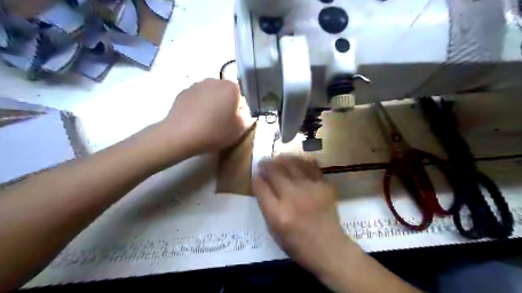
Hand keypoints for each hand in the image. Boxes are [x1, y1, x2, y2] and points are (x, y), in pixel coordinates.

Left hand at [162, 77, 254, 155]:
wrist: (180, 135)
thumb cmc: (214, 131)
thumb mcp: (239, 130)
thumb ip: (248, 119)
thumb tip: (246, 113)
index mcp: (230, 87)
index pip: (241, 96)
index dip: (239, 110)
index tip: (234, 122)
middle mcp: (214, 80)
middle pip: (225, 93)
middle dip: (226, 105)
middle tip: (222, 122)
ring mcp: (196, 85)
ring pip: (211, 95)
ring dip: (212, 105)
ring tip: (207, 122)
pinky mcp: (183, 92)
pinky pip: (197, 98)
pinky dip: (199, 106)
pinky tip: (195, 120)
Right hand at [252, 157, 350, 275]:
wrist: (329, 248)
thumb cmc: (298, 244)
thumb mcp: (274, 231)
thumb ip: (266, 206)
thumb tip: (261, 183)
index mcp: (277, 214)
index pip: (261, 187)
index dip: (256, 178)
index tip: (256, 175)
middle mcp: (293, 198)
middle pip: (275, 172)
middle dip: (266, 164)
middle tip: (263, 162)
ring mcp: (310, 189)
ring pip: (291, 164)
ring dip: (281, 159)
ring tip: (277, 158)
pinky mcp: (324, 186)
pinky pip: (310, 166)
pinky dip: (300, 161)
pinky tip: (295, 160)